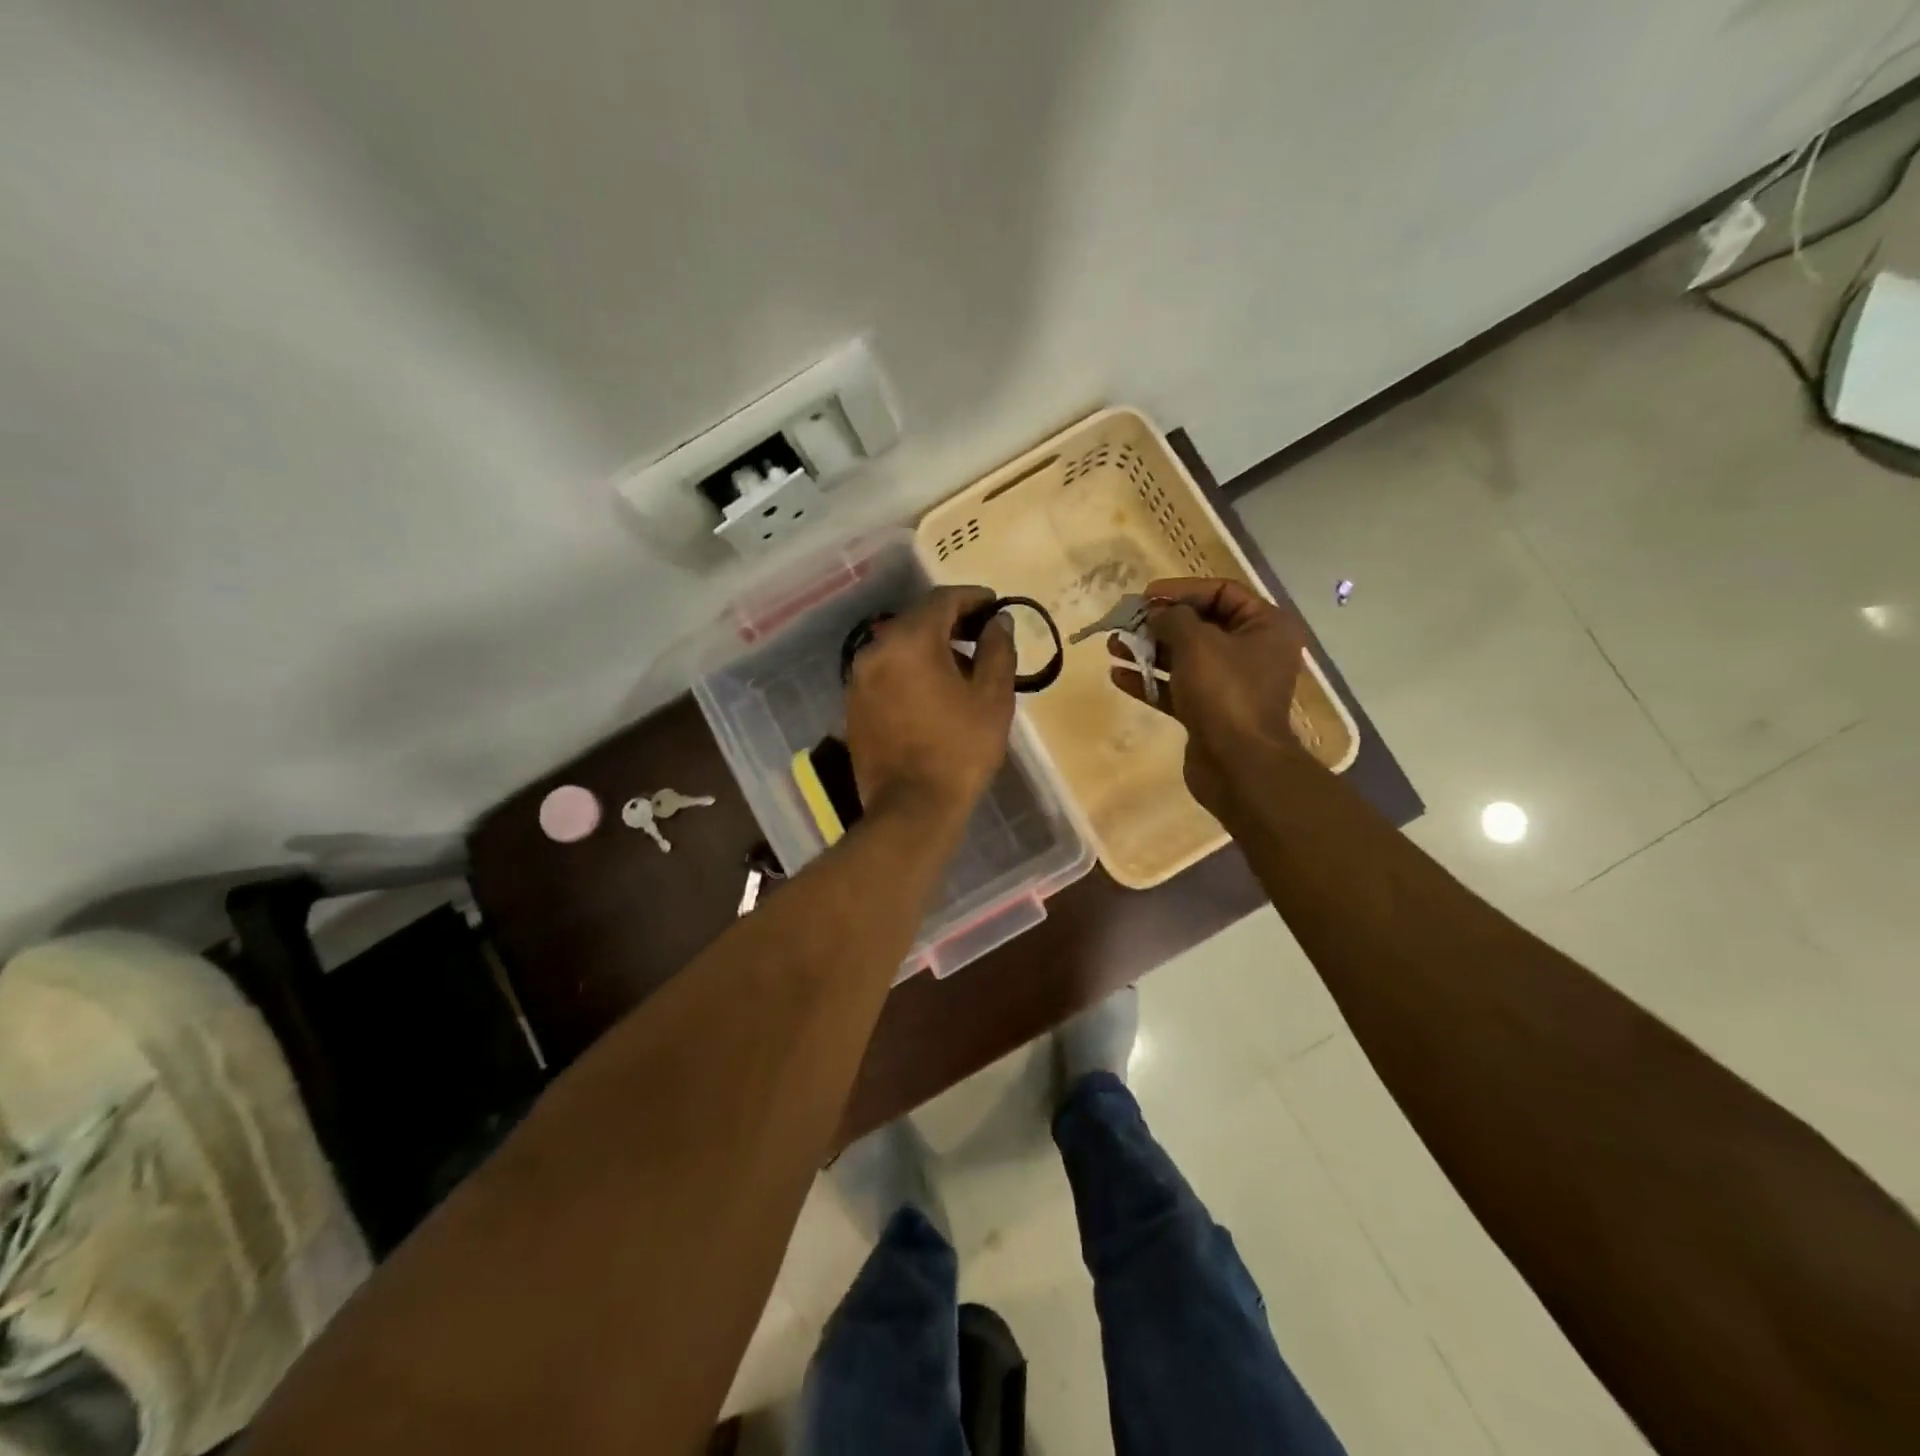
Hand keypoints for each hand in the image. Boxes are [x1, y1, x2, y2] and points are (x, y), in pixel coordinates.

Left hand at [845, 586, 1016, 825]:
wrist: (912, 808)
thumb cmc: (960, 750)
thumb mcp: (992, 698)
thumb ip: (997, 649)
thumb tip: (998, 621)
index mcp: (909, 641)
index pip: (942, 600)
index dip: (973, 597)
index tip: (995, 605)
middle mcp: (875, 650)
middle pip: (916, 619)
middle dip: (951, 620)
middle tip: (983, 633)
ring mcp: (859, 678)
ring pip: (899, 645)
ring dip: (930, 646)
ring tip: (963, 666)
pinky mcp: (854, 704)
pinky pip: (886, 671)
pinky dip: (911, 668)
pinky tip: (934, 690)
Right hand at [1108, 577, 1311, 815]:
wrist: (1238, 764)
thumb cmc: (1225, 692)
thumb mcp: (1197, 643)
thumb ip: (1173, 619)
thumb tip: (1157, 613)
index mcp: (1265, 627)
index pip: (1221, 592)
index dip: (1182, 590)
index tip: (1146, 596)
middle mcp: (1252, 652)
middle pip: (1200, 625)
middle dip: (1159, 623)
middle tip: (1125, 622)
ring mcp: (1230, 685)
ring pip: (1184, 658)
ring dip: (1148, 651)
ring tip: (1113, 647)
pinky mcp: (1209, 712)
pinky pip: (1177, 688)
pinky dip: (1150, 681)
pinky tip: (1119, 676)